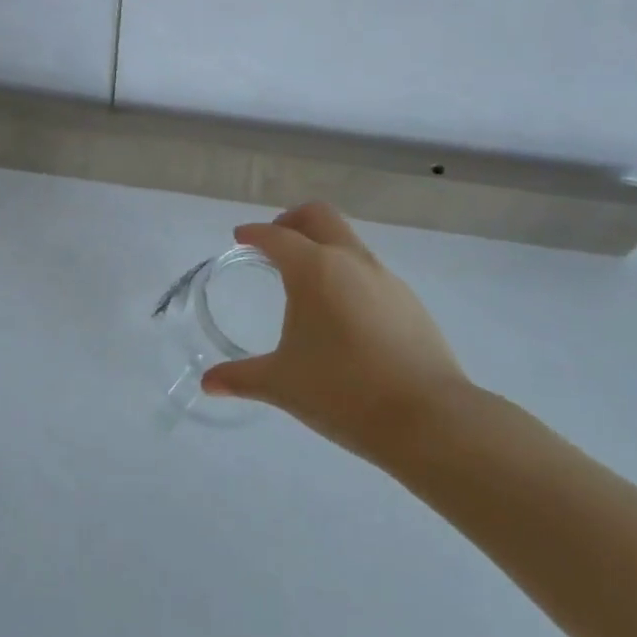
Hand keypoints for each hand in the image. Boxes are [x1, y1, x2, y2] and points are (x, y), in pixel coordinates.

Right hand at [200, 202, 472, 462]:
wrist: (428, 419)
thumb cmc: (342, 392)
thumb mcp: (281, 385)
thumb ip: (240, 378)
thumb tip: (208, 383)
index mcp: (313, 270)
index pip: (276, 236)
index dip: (254, 234)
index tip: (241, 238)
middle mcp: (350, 262)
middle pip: (319, 217)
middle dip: (292, 220)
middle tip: (275, 242)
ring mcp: (386, 279)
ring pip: (349, 242)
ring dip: (324, 247)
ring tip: (307, 282)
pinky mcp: (410, 302)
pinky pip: (370, 273)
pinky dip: (348, 275)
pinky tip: (343, 314)